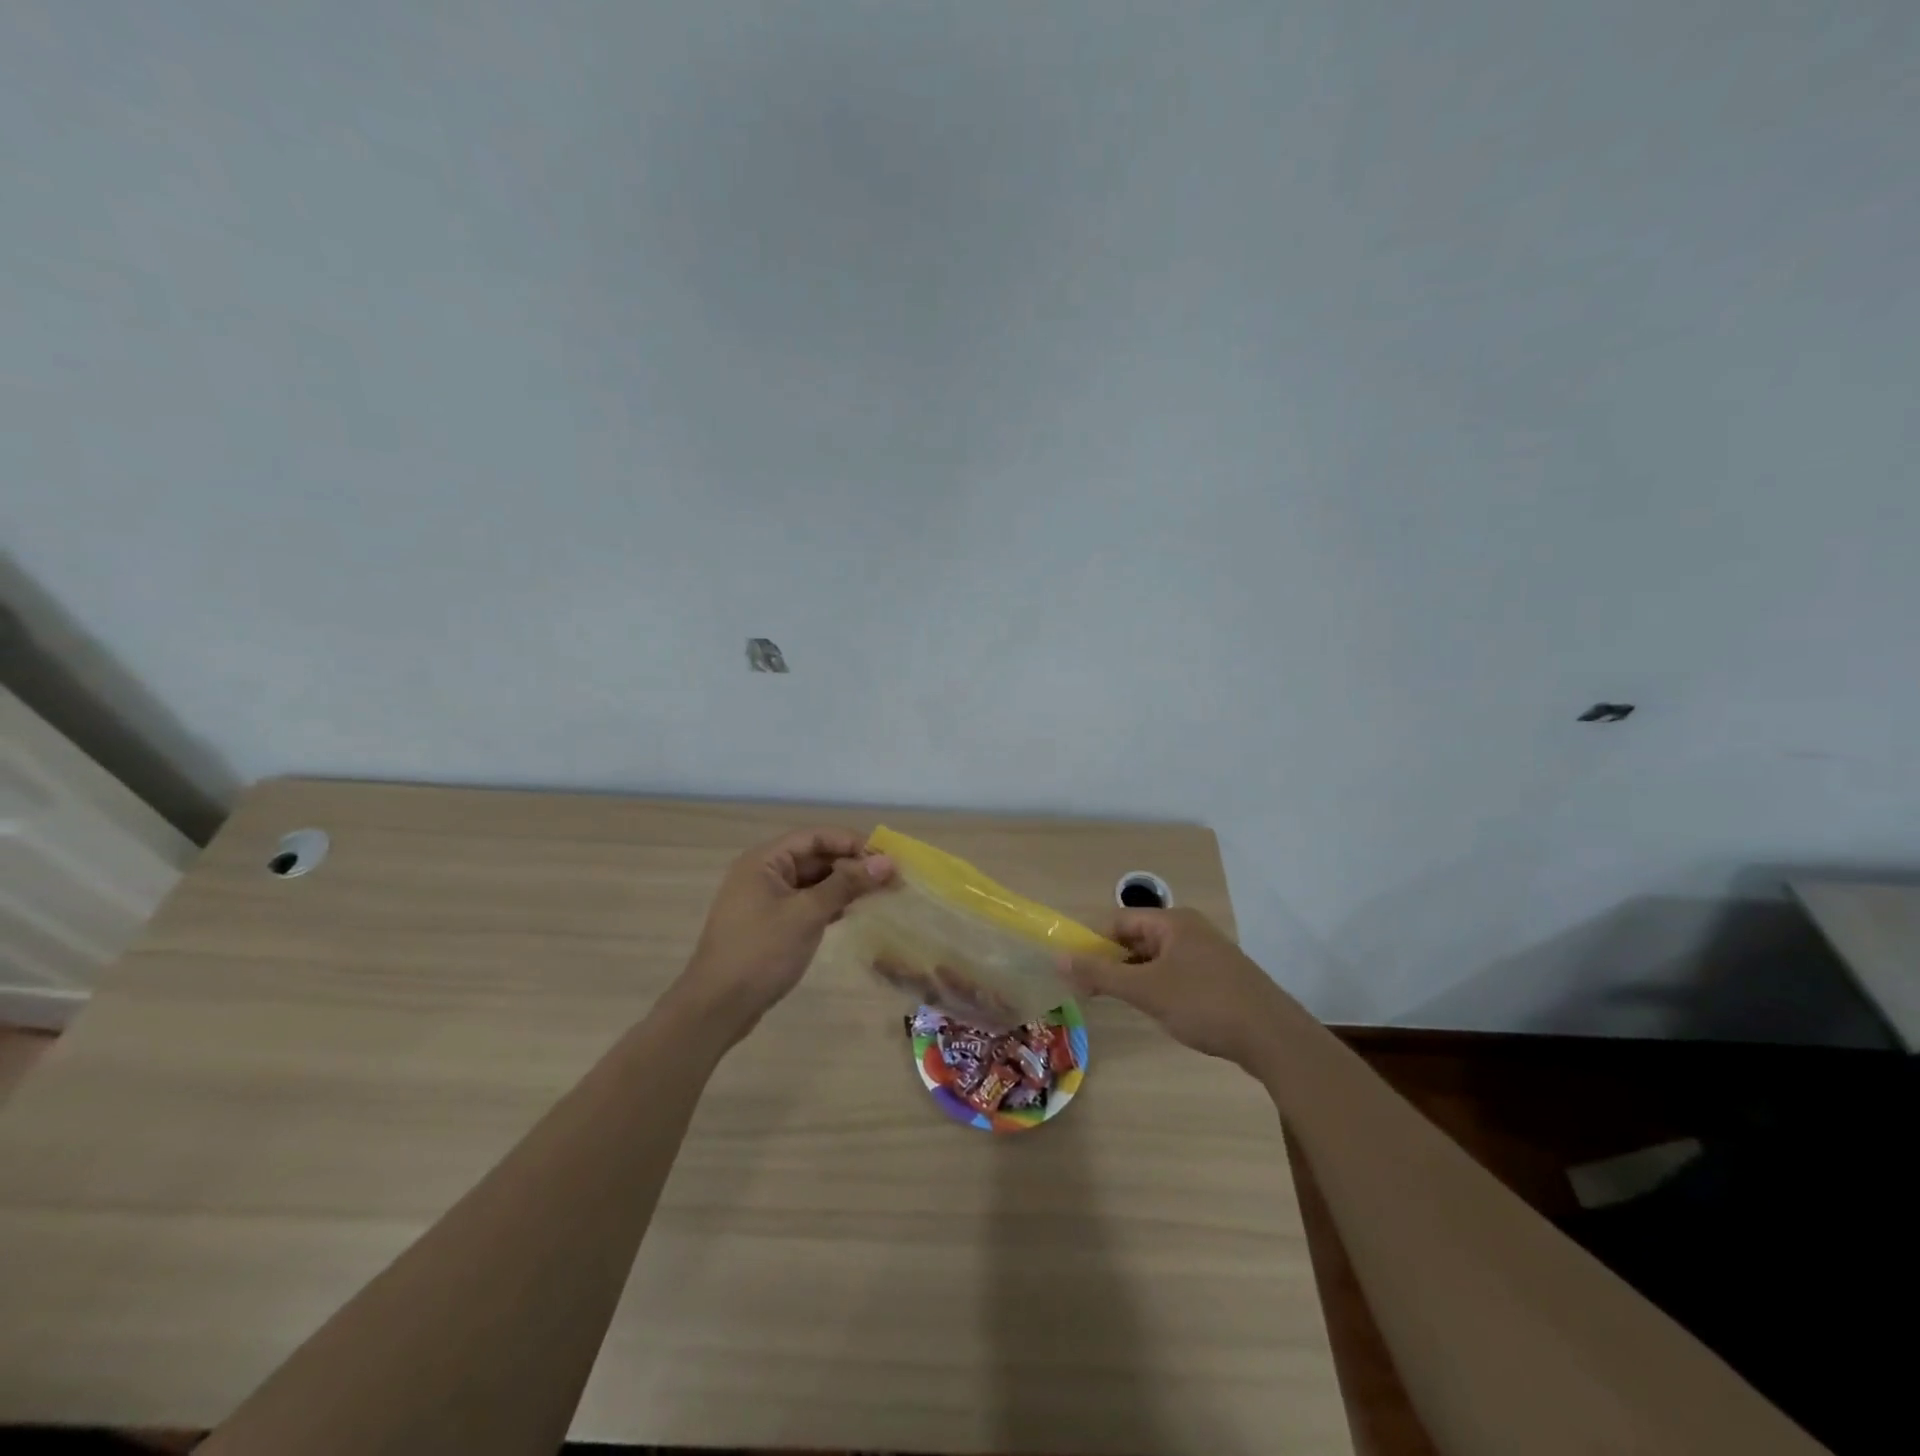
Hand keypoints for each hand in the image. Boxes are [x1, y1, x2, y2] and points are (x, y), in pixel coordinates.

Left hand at [675, 829, 894, 1042]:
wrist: (717, 1007)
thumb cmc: (761, 952)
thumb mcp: (807, 914)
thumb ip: (846, 884)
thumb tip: (886, 863)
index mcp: (765, 861)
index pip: (816, 837)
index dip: (852, 843)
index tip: (886, 857)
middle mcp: (763, 873)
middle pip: (814, 857)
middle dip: (851, 865)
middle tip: (889, 879)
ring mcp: (765, 900)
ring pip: (812, 881)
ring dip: (843, 885)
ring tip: (878, 894)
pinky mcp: (770, 924)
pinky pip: (805, 902)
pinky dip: (829, 904)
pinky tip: (852, 912)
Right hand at [1060, 908, 1295, 1068]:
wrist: (1273, 1038)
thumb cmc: (1204, 1004)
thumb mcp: (1146, 990)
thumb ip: (1100, 975)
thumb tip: (1058, 959)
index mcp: (1172, 922)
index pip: (1119, 921)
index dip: (1093, 942)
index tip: (1075, 970)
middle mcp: (1190, 930)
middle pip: (1137, 938)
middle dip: (1112, 962)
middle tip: (1090, 991)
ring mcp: (1208, 954)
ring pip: (1156, 959)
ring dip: (1134, 977)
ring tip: (1119, 1004)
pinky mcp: (1220, 978)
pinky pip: (1176, 974)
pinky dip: (1158, 987)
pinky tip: (1157, 1011)